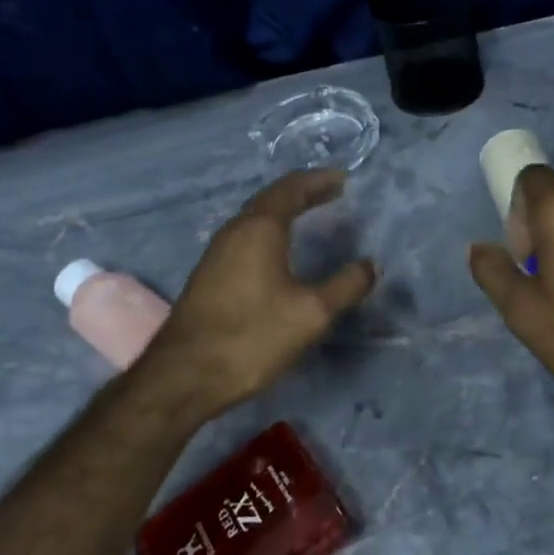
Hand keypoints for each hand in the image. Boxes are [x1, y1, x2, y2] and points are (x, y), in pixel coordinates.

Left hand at [140, 170, 376, 420]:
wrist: (183, 376)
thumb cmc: (251, 336)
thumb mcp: (311, 314)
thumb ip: (345, 286)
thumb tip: (370, 265)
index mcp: (260, 228)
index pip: (292, 188)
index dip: (319, 181)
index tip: (343, 178)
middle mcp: (236, 230)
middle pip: (272, 197)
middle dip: (303, 191)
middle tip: (332, 191)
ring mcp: (217, 251)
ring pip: (256, 216)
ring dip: (285, 209)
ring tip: (310, 213)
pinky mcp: (209, 273)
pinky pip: (246, 234)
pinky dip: (270, 228)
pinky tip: (278, 248)